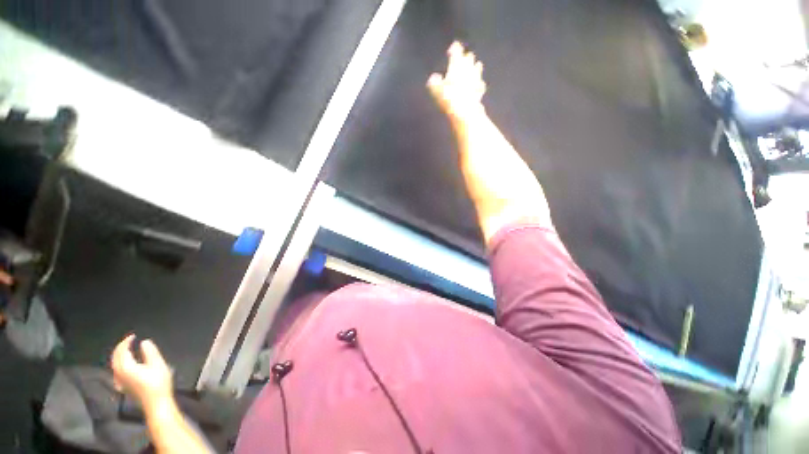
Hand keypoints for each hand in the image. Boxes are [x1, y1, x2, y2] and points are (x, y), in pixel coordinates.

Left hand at [111, 334, 173, 412]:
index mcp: (126, 367)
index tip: (133, 336)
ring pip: (114, 365)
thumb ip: (150, 352)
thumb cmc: (158, 383)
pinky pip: (116, 372)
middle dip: (120, 348)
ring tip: (127, 350)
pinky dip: (118, 364)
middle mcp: (119, 373)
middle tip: (128, 341)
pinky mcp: (123, 386)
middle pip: (115, 358)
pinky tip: (123, 367)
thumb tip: (144, 342)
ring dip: (118, 356)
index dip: (126, 342)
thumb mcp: (158, 364)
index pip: (122, 351)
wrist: (156, 403)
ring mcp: (120, 381)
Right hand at [427, 42, 486, 118]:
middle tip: (464, 57)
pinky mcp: (480, 90)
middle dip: (466, 57)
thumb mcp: (436, 90)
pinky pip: (480, 84)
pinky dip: (479, 84)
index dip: (454, 49)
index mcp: (456, 64)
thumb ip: (434, 82)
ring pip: (477, 68)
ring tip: (475, 66)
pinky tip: (478, 85)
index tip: (452, 48)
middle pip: (469, 58)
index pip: (456, 51)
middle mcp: (468, 68)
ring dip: (475, 67)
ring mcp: (476, 78)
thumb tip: (433, 78)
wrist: (464, 110)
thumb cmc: (448, 97)